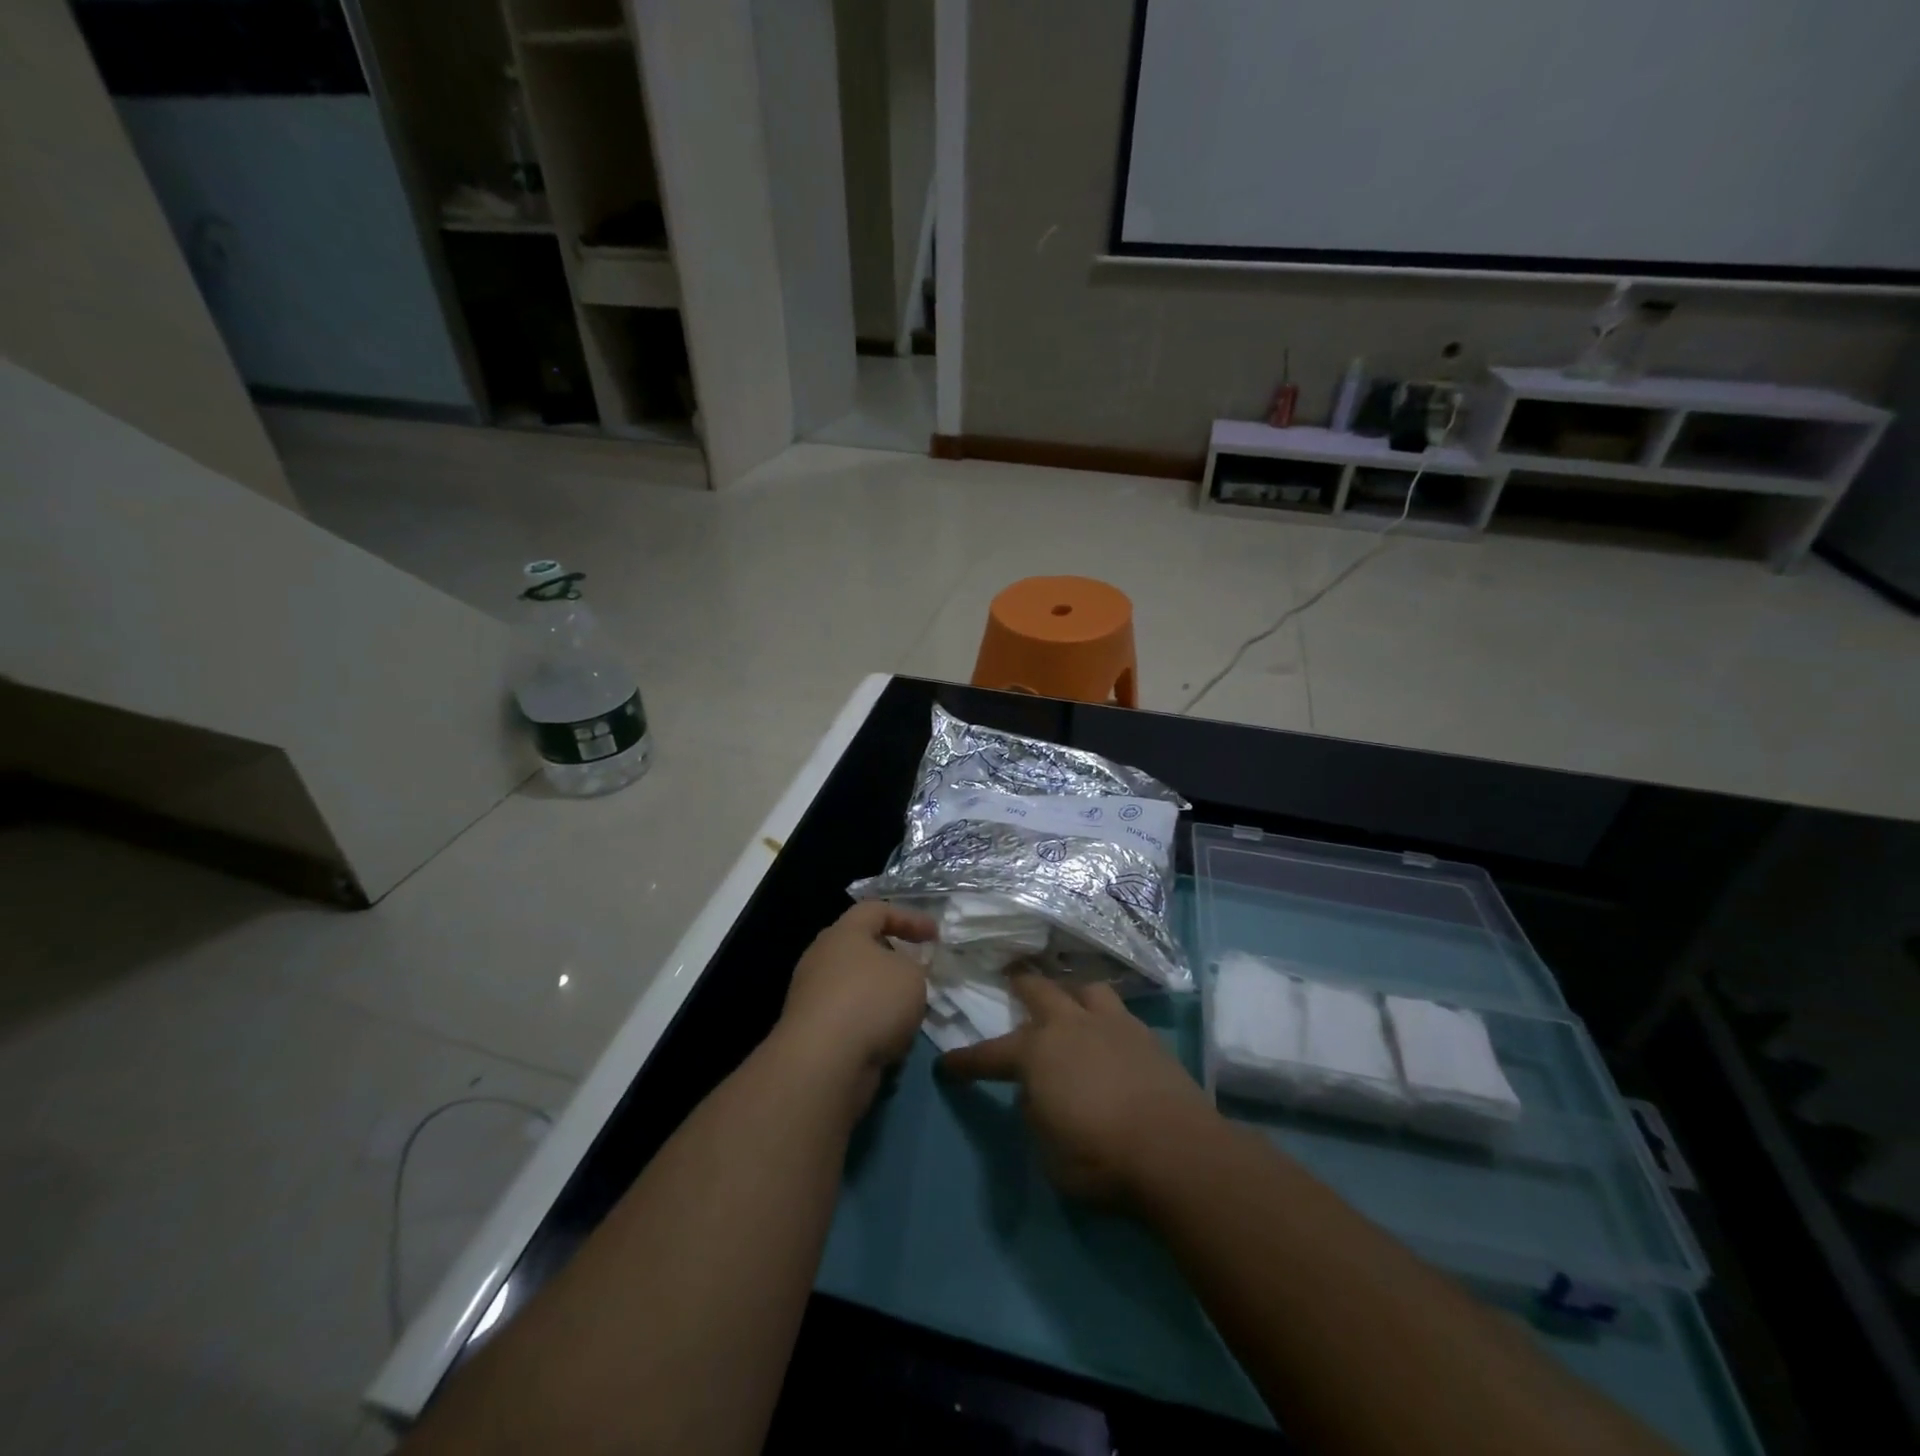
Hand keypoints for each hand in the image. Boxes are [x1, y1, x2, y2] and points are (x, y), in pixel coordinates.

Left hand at [776, 901, 936, 1108]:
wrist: (822, 1063)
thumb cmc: (871, 1001)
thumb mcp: (911, 975)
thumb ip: (914, 967)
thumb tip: (902, 973)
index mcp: (844, 933)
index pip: (877, 909)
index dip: (909, 917)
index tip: (935, 935)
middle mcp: (822, 958)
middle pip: (862, 948)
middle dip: (893, 959)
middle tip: (919, 971)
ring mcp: (812, 996)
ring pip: (856, 987)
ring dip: (883, 997)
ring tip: (910, 1012)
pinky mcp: (811, 1031)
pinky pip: (848, 1019)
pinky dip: (870, 1025)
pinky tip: (890, 1041)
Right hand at [938, 975, 1217, 1200]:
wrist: (1174, 1149)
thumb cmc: (1099, 1157)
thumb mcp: (1047, 1150)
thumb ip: (1035, 1112)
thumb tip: (1037, 1092)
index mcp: (1036, 1053)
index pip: (989, 1055)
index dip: (965, 1061)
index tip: (947, 1065)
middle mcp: (1069, 1025)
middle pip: (1037, 989)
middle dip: (1020, 983)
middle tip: (1011, 977)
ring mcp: (1111, 1023)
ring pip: (1084, 988)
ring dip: (1070, 990)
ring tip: (1068, 998)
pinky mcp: (1145, 1034)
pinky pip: (1118, 1011)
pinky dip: (1106, 1015)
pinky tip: (1109, 1030)